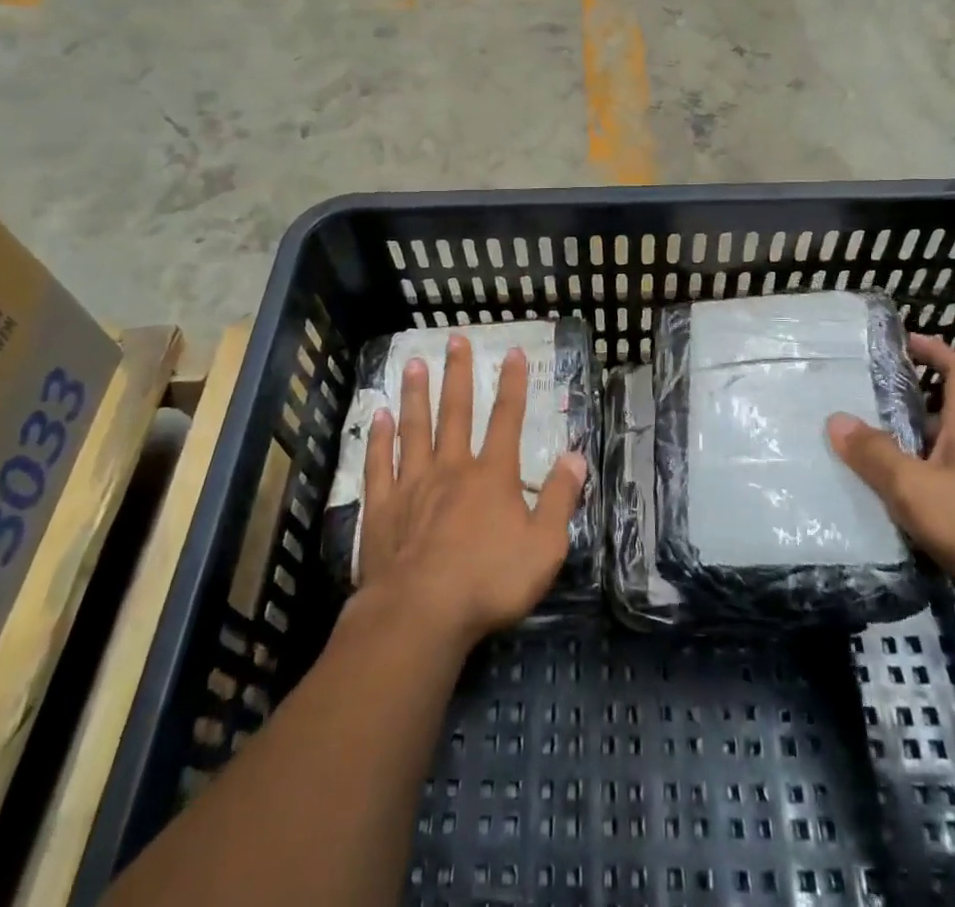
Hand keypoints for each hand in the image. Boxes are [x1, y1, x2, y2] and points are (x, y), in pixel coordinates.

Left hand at [357, 335, 587, 650]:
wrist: (421, 614)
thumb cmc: (490, 581)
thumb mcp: (544, 546)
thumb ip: (561, 498)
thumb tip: (576, 455)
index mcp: (492, 475)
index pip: (507, 419)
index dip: (513, 385)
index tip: (513, 352)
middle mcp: (452, 468)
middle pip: (456, 411)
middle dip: (459, 374)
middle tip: (455, 339)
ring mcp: (412, 484)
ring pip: (415, 428)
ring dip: (417, 393)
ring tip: (415, 362)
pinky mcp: (382, 507)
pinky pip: (379, 463)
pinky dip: (379, 438)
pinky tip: (378, 416)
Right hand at [827, 334, 954, 634]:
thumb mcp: (916, 486)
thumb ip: (875, 454)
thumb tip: (837, 420)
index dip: (933, 349)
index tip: (900, 343)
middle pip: (939, 411)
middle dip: (900, 404)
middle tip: (854, 402)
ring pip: (933, 453)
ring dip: (900, 449)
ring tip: (853, 452)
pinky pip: (936, 490)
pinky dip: (910, 489)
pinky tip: (879, 502)